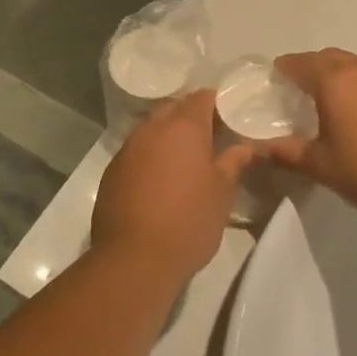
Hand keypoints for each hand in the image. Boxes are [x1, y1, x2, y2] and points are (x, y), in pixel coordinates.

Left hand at [91, 92, 257, 284]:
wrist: (134, 258)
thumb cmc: (188, 221)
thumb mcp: (222, 193)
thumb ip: (233, 163)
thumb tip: (245, 146)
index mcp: (183, 127)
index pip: (201, 97)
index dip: (217, 103)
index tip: (229, 116)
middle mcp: (151, 129)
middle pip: (172, 108)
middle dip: (190, 116)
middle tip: (210, 137)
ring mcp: (127, 149)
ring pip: (150, 128)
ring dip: (167, 135)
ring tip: (184, 158)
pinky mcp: (111, 171)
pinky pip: (135, 151)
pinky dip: (149, 155)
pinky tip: (159, 178)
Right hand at [261, 50, 356, 223]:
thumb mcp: (321, 167)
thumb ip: (286, 153)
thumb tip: (256, 149)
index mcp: (335, 82)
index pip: (301, 63)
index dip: (284, 69)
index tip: (275, 78)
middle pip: (330, 57)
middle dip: (311, 67)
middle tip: (300, 90)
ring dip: (341, 76)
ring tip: (335, 103)